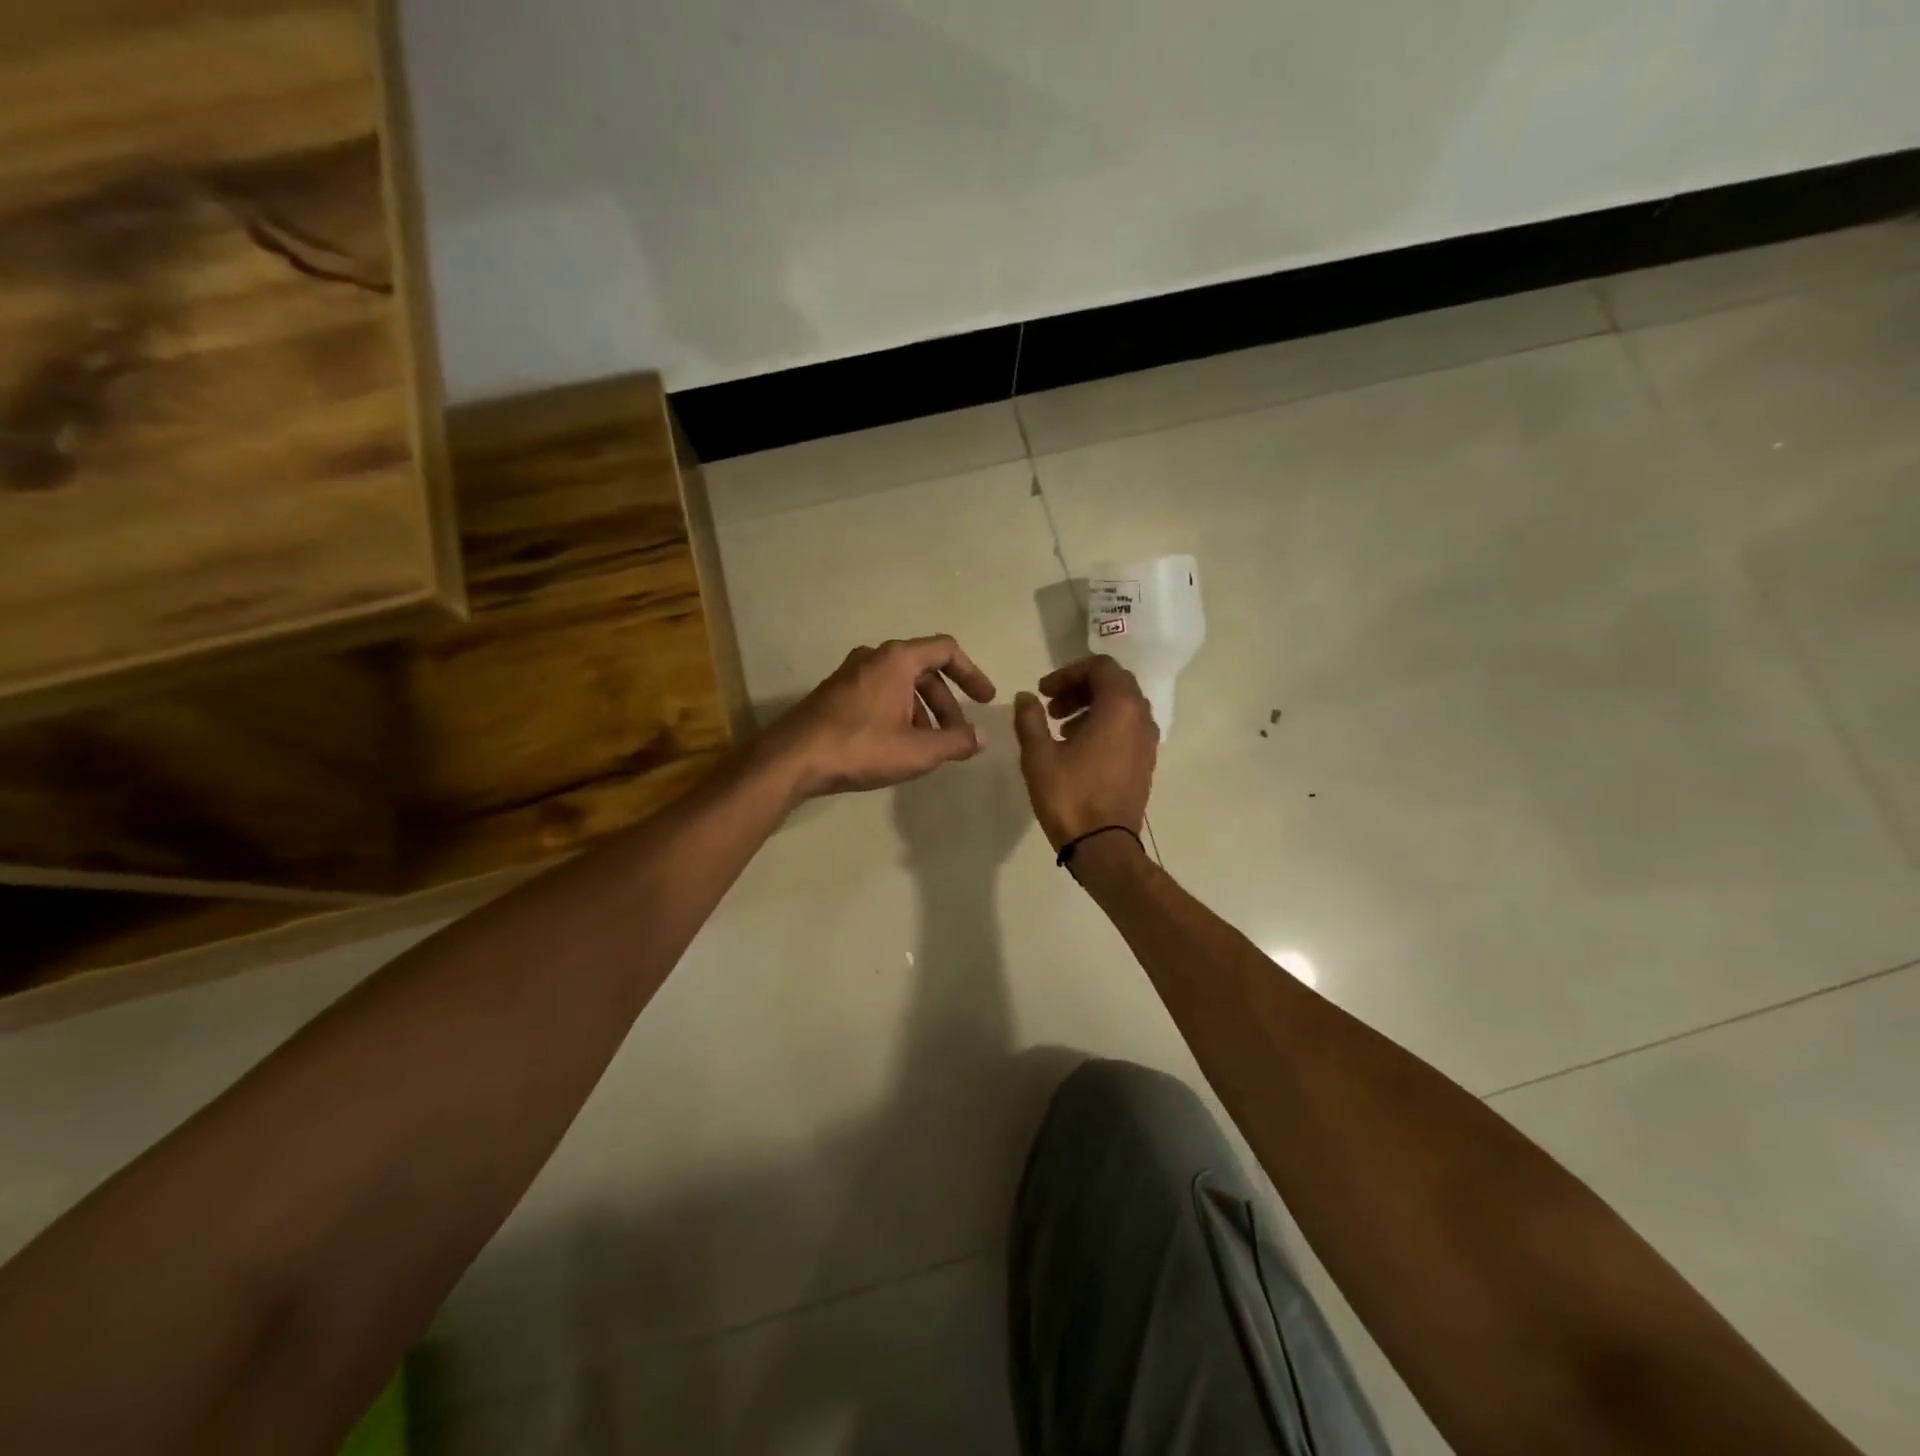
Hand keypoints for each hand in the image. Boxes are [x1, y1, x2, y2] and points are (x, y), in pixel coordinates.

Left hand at [764, 635, 996, 798]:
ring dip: (923, 712)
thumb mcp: (918, 750)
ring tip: (930, 747)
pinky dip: (899, 713)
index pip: (946, 650)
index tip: (985, 700)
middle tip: (958, 735)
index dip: (972, 674)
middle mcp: (874, 657)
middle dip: (946, 703)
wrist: (792, 758)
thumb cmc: (861, 747)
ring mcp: (851, 674)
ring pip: (901, 685)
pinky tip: (899, 746)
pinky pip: (880, 694)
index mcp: (898, 659)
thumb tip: (980, 738)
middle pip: (924, 670)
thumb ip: (956, 742)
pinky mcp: (835, 693)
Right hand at [1012, 655, 1157, 848]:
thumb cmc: (1070, 796)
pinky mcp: (1145, 763)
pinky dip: (1104, 726)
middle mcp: (1141, 718)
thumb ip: (1030, 718)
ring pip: (1122, 707)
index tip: (1043, 692)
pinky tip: (1077, 749)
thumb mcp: (1039, 755)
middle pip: (1114, 684)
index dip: (1068, 673)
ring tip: (1060, 728)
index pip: (1100, 667)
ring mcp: (1147, 742)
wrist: (1103, 846)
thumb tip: (1026, 697)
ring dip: (1091, 707)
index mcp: (1120, 708)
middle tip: (1051, 706)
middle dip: (1080, 688)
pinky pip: (1127, 729)